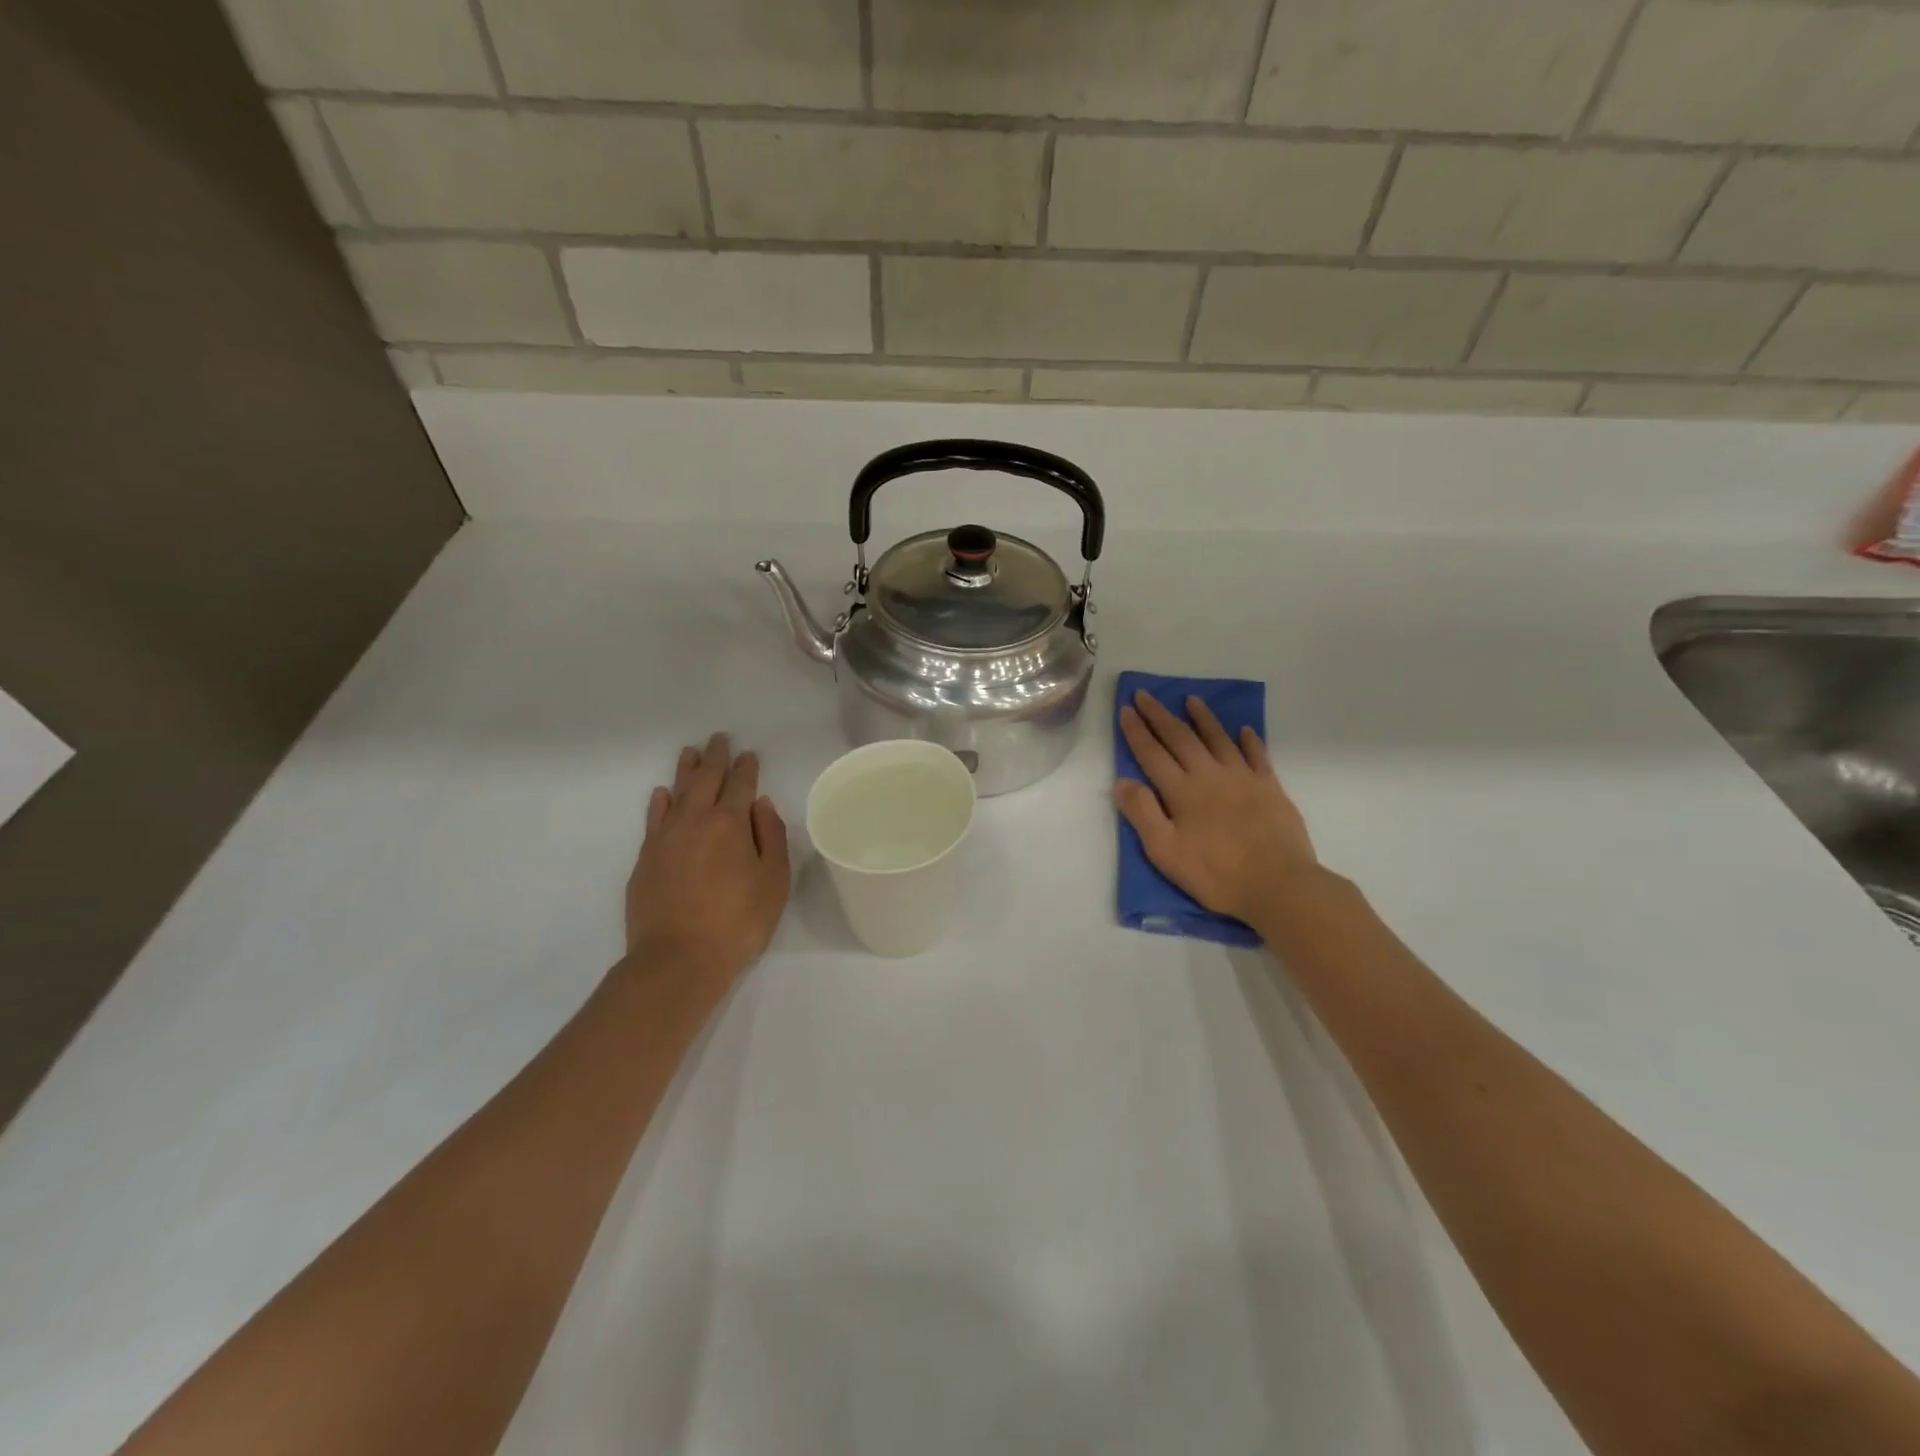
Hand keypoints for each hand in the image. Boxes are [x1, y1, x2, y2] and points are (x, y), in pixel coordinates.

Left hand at [624, 733, 790, 992]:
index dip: (746, 767)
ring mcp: (665, 838)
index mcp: (730, 823)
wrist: (677, 960)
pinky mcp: (645, 859)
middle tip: (719, 738)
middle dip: (715, 757)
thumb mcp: (773, 882)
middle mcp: (695, 821)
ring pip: (676, 793)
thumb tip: (760, 804)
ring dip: (685, 771)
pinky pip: (653, 818)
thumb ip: (771, 837)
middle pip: (705, 780)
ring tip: (690, 752)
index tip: (749, 754)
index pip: (740, 785)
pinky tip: (662, 794)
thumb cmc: (737, 922)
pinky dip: (659, 802)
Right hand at [1115, 691, 1322, 931]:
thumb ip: (1142, 813)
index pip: (1152, 754)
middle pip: (1181, 738)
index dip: (1136, 731)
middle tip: (1146, 694)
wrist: (1279, 885)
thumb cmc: (1216, 874)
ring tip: (1191, 699)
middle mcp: (1210, 775)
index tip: (1125, 709)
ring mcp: (1243, 778)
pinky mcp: (1270, 788)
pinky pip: (1257, 756)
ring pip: (1218, 739)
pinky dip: (1249, 740)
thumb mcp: (1165, 852)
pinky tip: (1244, 730)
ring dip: (1203, 718)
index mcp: (1182, 791)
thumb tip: (1121, 781)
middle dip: (1160, 715)